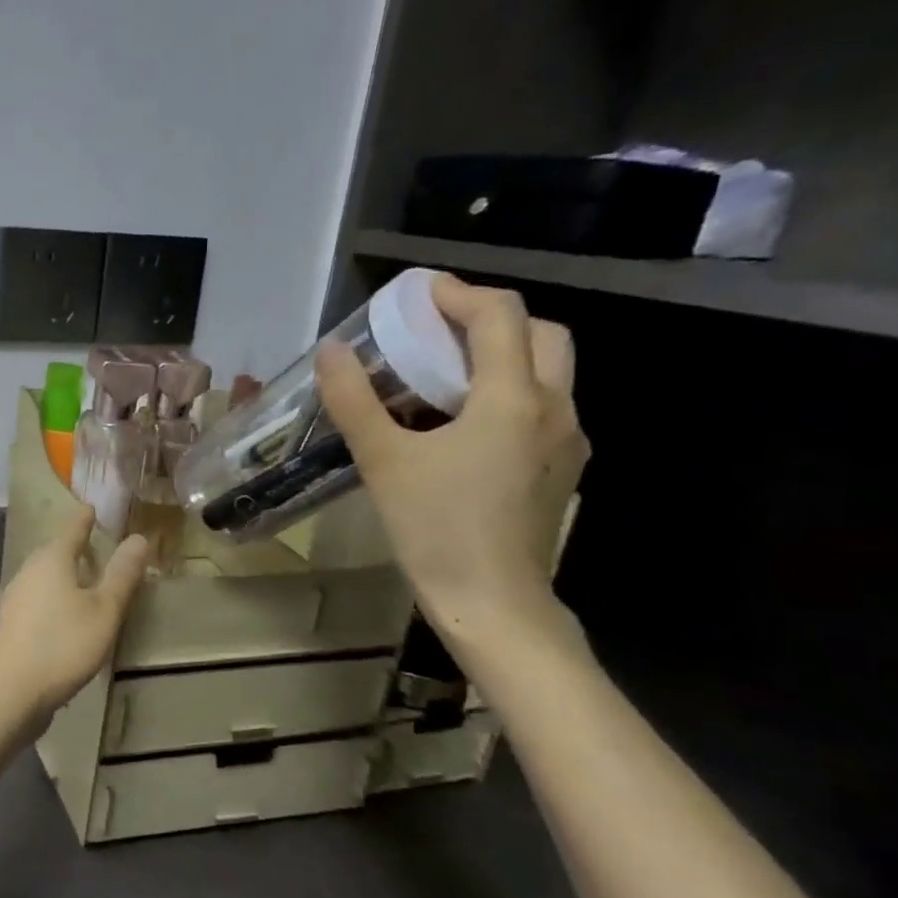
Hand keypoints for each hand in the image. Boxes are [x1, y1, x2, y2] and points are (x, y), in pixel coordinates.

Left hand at [0, 506, 149, 733]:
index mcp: (51, 560)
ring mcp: (15, 598)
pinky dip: (55, 597)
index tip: (93, 507)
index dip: (85, 518)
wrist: (10, 692)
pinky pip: (39, 599)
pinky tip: (65, 614)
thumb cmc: (63, 645)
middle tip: (96, 542)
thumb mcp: (104, 610)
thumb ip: (122, 575)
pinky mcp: (11, 624)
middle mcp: (28, 571)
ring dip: (64, 573)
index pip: (72, 528)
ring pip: (45, 576)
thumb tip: (139, 538)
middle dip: (75, 546)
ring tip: (85, 577)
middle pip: (55, 551)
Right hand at [316, 274, 588, 638]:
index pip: (500, 316)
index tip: (419, 294)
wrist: (492, 603)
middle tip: (439, 330)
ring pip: (551, 371)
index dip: (459, 294)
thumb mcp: (382, 460)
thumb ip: (353, 400)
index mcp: (512, 399)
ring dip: (505, 355)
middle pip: (543, 334)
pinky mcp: (563, 470)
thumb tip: (330, 352)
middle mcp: (554, 409)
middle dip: (492, 320)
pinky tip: (464, 423)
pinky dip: (511, 391)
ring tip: (447, 373)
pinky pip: (544, 407)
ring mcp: (567, 442)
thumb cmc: (435, 527)